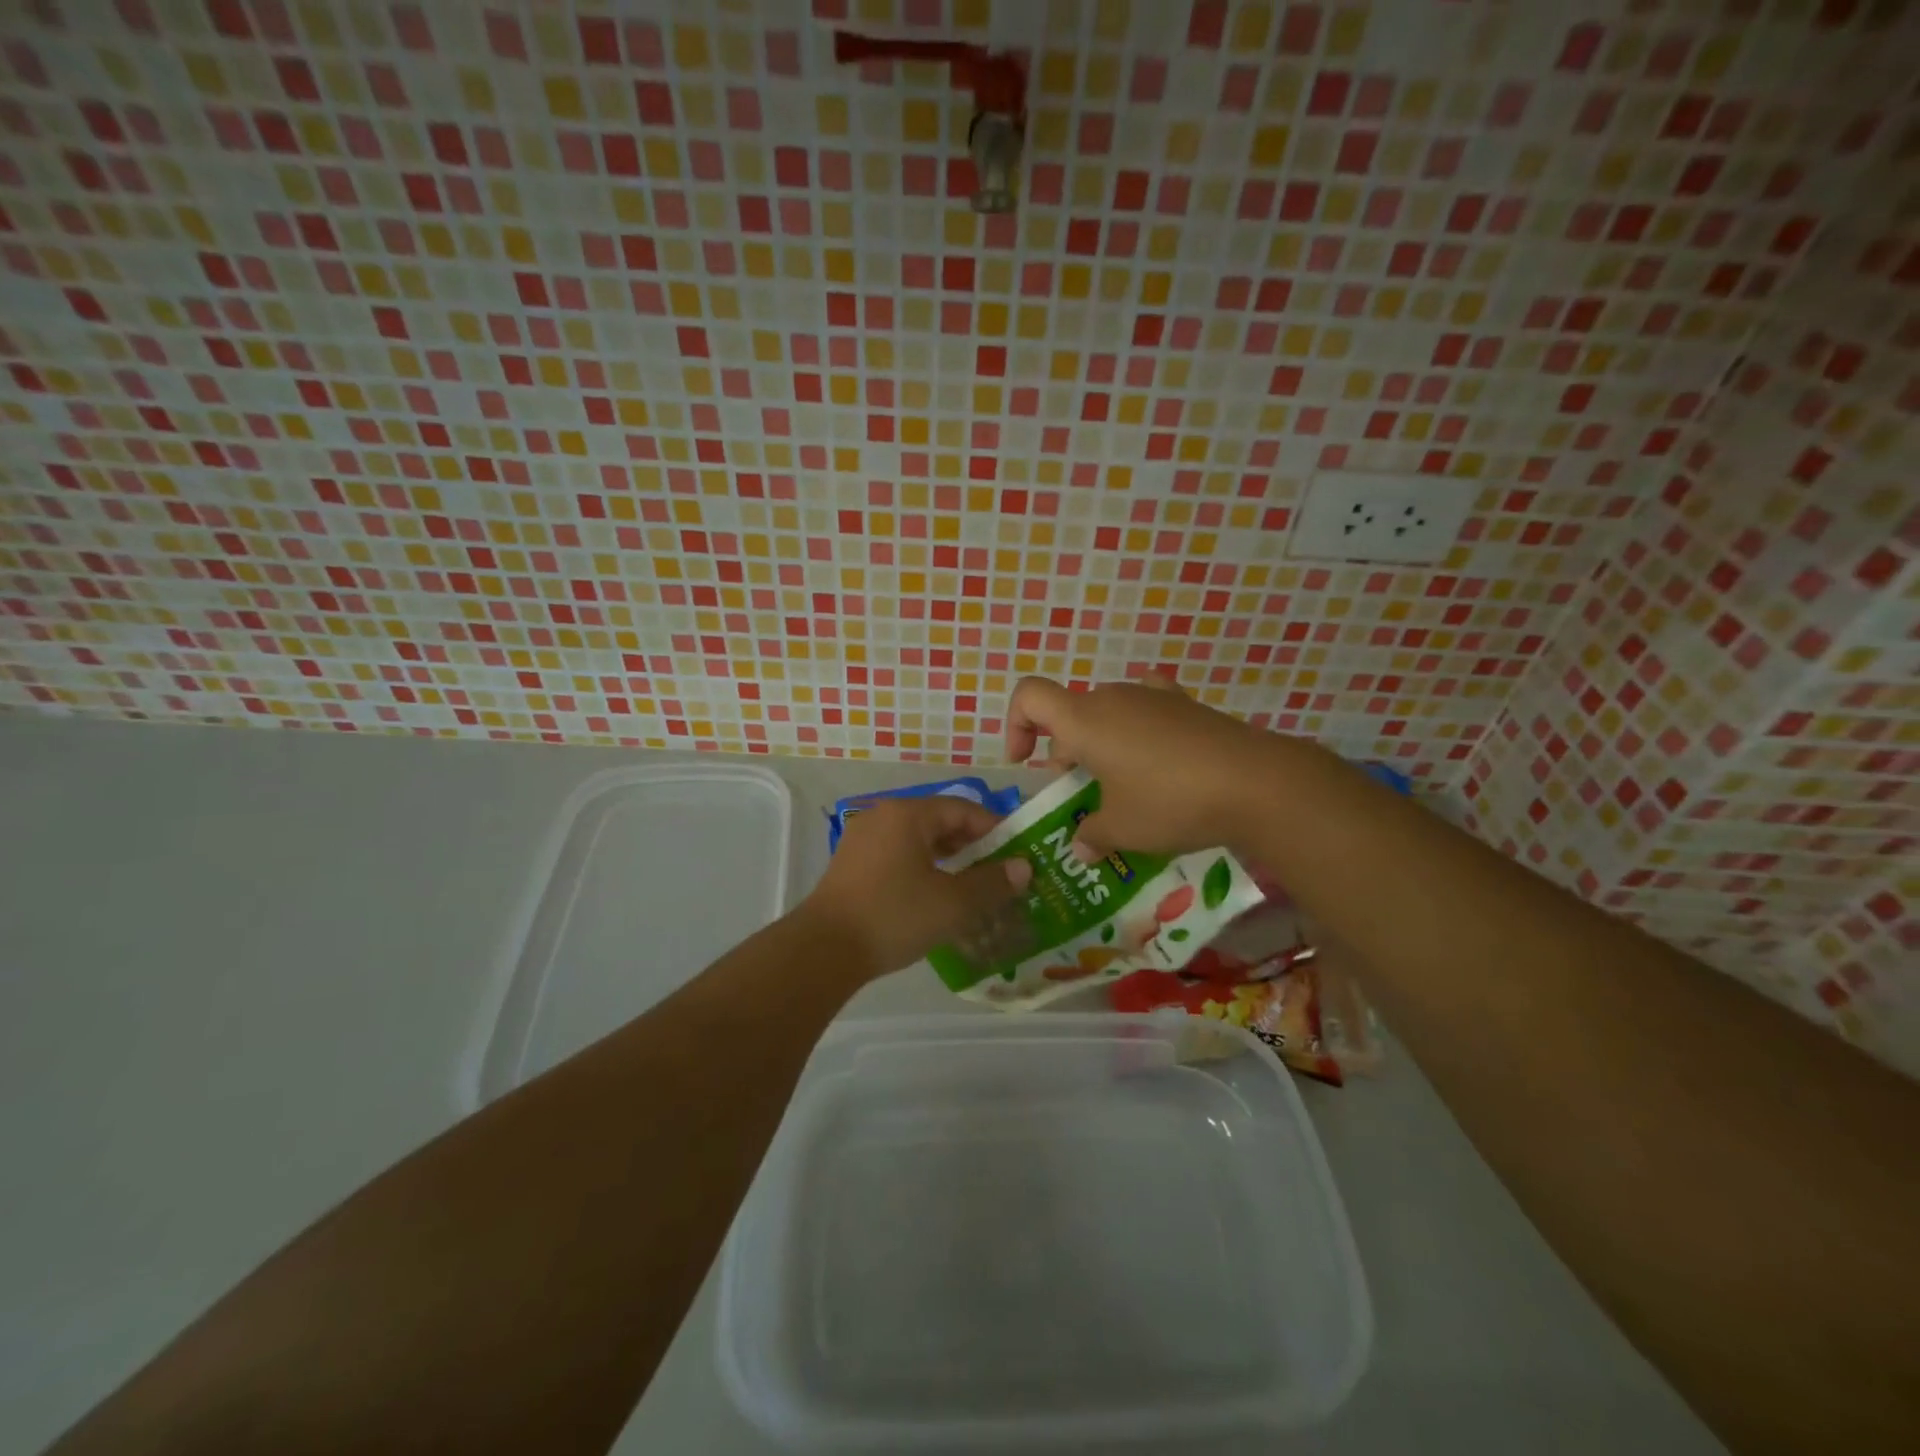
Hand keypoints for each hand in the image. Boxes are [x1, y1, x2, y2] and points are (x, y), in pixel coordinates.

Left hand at [801, 795, 1031, 977]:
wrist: (823, 950)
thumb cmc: (894, 917)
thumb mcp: (953, 904)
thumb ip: (992, 883)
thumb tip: (1024, 868)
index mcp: (908, 815)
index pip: (963, 810)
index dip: (996, 830)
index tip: (1019, 854)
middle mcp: (883, 817)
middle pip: (939, 822)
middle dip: (973, 845)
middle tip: (1000, 871)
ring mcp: (863, 839)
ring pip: (918, 840)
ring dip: (948, 858)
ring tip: (973, 885)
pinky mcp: (852, 864)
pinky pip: (898, 855)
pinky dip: (923, 868)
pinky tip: (935, 895)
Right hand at [1005, 674, 1291, 858]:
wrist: (1256, 783)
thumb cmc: (1170, 803)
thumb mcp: (1122, 829)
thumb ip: (1091, 835)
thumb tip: (1082, 847)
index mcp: (1084, 720)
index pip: (1029, 696)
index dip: (1016, 725)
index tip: (1026, 763)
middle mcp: (1113, 697)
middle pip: (1070, 713)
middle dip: (1066, 752)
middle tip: (1084, 796)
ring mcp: (1153, 695)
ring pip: (1108, 713)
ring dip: (1102, 745)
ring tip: (1124, 787)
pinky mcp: (1187, 704)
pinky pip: (1146, 710)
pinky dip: (1139, 731)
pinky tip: (1157, 759)